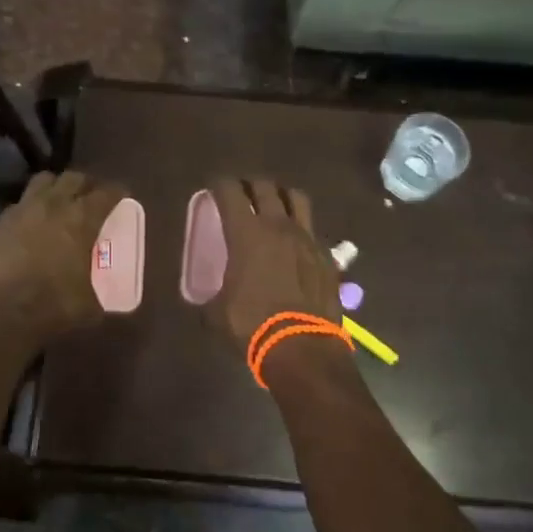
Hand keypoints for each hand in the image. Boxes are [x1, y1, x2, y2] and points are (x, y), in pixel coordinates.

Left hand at [0, 170, 126, 341]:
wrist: (0, 314)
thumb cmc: (53, 306)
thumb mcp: (90, 305)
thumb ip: (100, 293)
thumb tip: (107, 302)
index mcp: (82, 219)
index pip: (107, 193)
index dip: (117, 192)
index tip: (121, 196)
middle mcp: (53, 205)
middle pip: (73, 178)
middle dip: (85, 185)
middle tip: (89, 198)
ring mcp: (21, 211)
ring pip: (42, 182)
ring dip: (54, 188)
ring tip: (58, 203)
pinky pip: (17, 206)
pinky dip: (27, 212)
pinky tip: (28, 228)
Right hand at [200, 178, 345, 362]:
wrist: (303, 347)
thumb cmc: (252, 325)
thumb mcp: (217, 314)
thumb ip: (210, 299)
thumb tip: (206, 302)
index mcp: (246, 233)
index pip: (231, 192)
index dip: (220, 184)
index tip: (215, 186)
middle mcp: (278, 226)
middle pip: (266, 187)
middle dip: (251, 184)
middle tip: (243, 192)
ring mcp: (307, 238)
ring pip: (297, 199)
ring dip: (282, 196)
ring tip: (274, 204)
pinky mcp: (327, 256)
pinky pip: (313, 231)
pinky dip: (302, 229)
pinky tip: (296, 243)